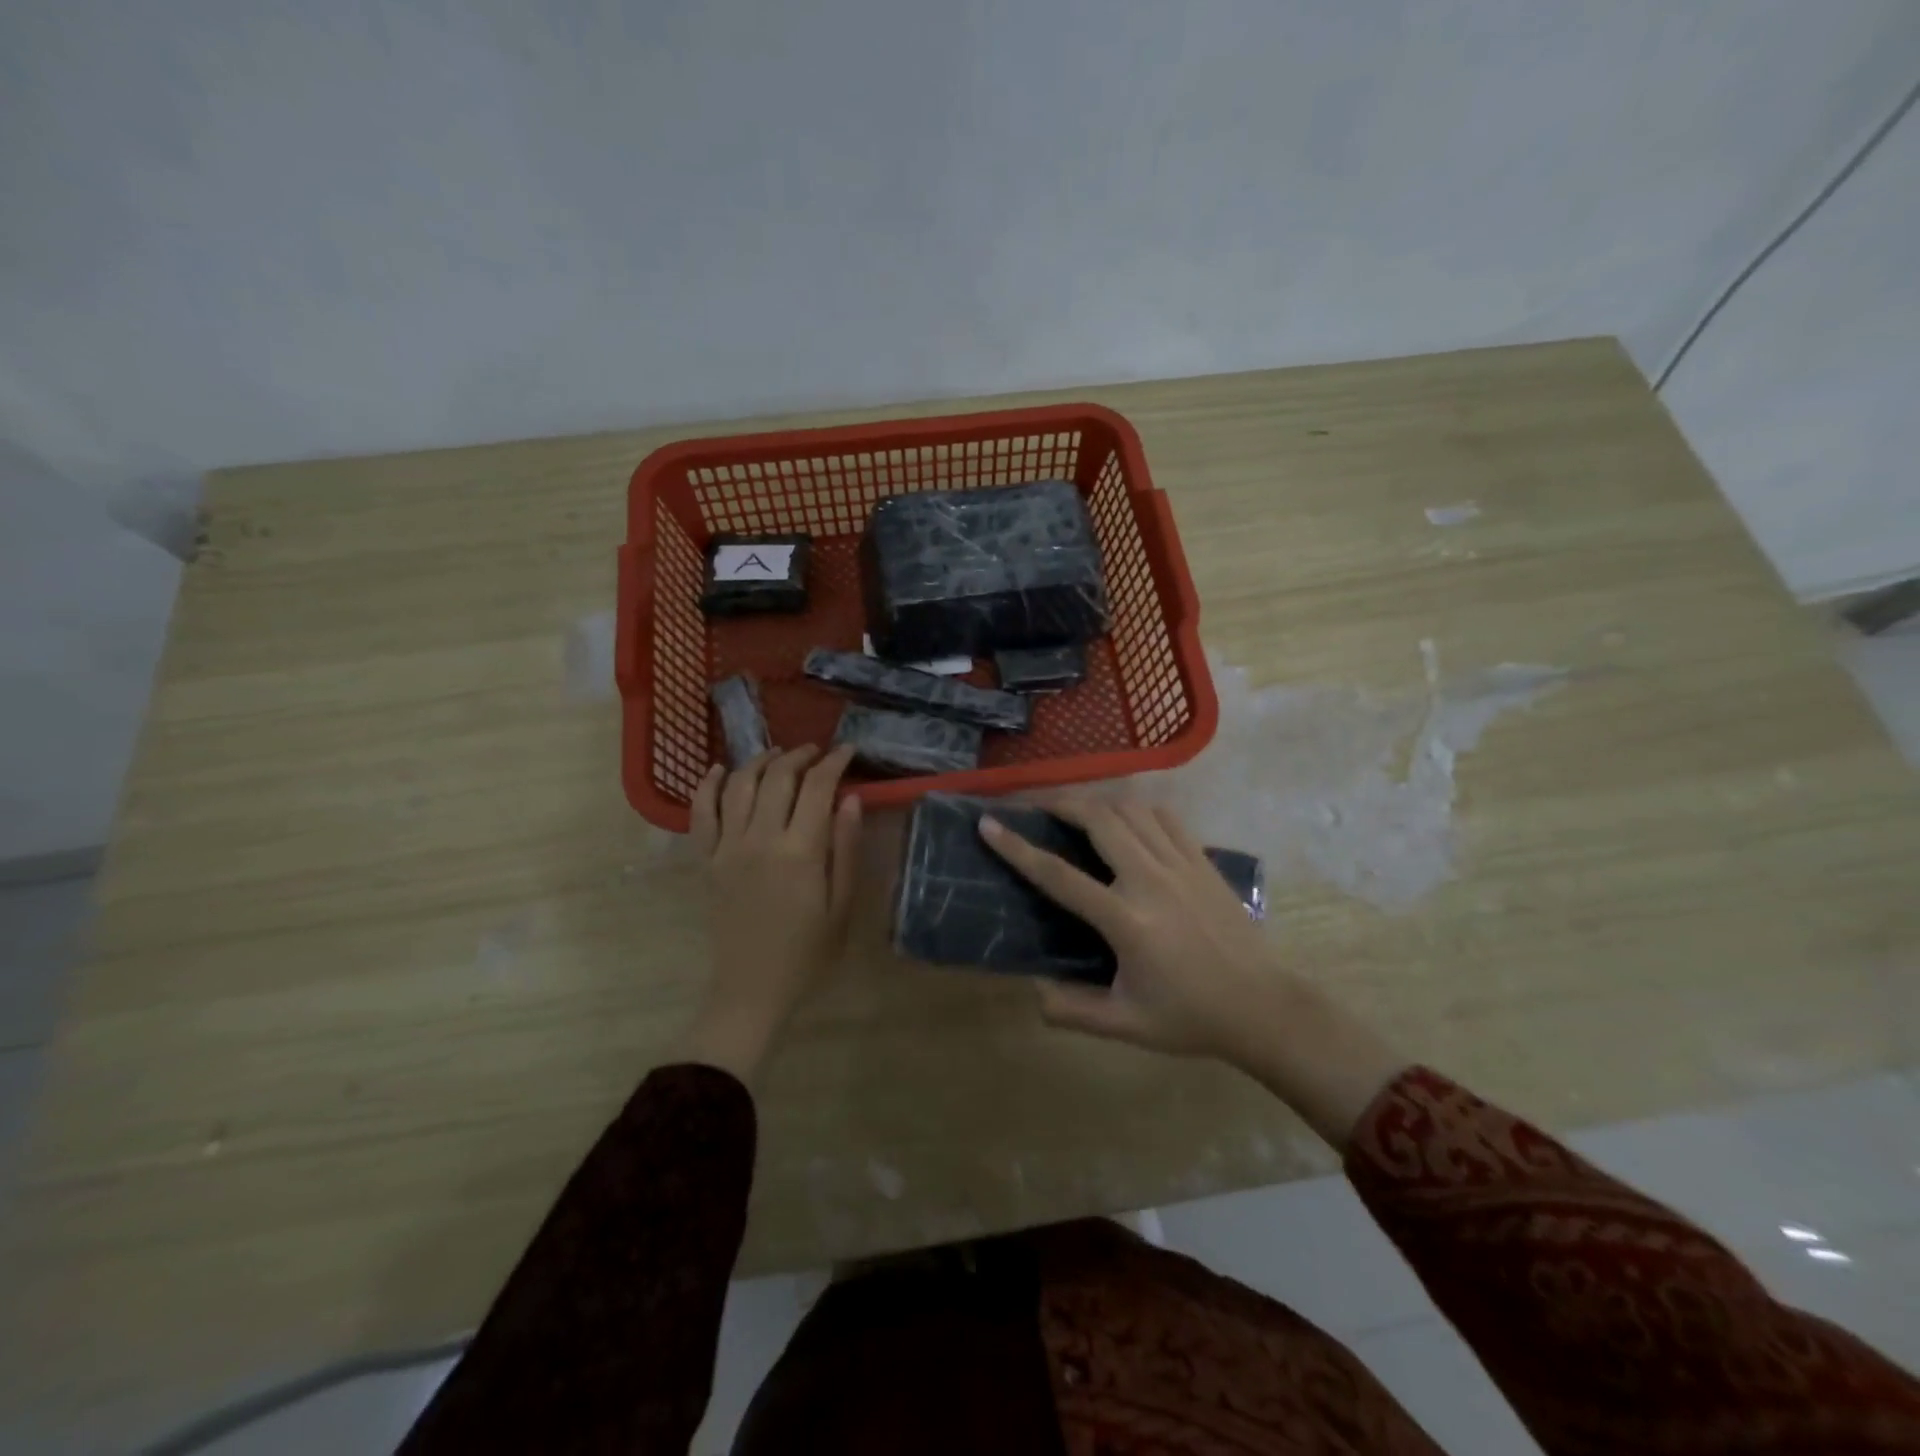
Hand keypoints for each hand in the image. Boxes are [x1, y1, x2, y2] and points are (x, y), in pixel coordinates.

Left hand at [674, 745, 861, 1084]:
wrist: (752, 991)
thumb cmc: (808, 954)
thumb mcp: (842, 906)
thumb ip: (846, 848)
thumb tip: (850, 798)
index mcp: (800, 852)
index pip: (817, 788)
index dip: (834, 763)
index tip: (848, 752)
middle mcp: (760, 839)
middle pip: (777, 777)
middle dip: (800, 756)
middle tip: (817, 753)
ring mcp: (726, 848)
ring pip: (739, 785)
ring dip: (760, 761)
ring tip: (779, 755)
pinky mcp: (705, 861)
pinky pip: (700, 813)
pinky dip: (709, 785)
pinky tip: (721, 770)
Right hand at [980, 795, 1404, 1148]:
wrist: (1263, 1007)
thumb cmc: (1190, 1017)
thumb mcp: (1126, 1025)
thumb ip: (1073, 1011)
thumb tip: (1033, 991)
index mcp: (1126, 920)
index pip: (1058, 874)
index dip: (1017, 848)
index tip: (988, 824)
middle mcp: (1150, 880)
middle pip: (1097, 819)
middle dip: (1059, 803)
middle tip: (1035, 805)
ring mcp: (1181, 864)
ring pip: (1131, 810)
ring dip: (1098, 803)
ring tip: (1077, 811)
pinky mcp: (1203, 861)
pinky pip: (1165, 817)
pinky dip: (1138, 810)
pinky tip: (1128, 821)